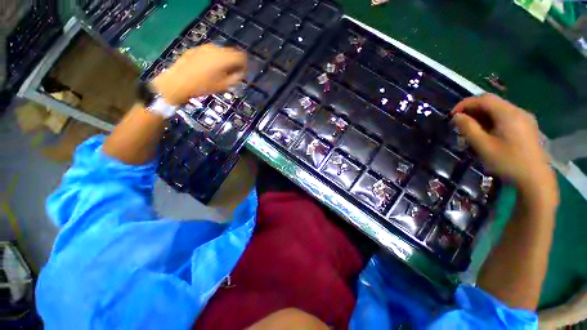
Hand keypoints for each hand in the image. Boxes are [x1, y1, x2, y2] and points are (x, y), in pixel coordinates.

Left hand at [152, 44, 246, 104]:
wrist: (177, 83)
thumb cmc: (202, 87)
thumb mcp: (223, 86)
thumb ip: (236, 78)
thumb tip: (241, 74)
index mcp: (223, 58)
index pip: (241, 57)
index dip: (245, 65)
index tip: (244, 74)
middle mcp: (215, 49)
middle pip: (231, 53)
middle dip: (235, 63)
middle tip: (234, 75)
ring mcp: (204, 48)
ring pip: (221, 53)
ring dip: (225, 62)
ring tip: (221, 74)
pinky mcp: (196, 50)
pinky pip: (211, 53)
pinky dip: (215, 60)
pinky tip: (210, 70)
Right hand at [451, 94, 557, 205]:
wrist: (536, 180)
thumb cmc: (508, 162)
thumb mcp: (483, 146)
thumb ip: (468, 128)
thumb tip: (456, 116)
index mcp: (508, 114)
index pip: (483, 99)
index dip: (465, 104)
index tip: (452, 115)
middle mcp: (518, 111)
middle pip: (492, 102)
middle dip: (472, 110)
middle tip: (459, 124)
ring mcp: (525, 119)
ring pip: (498, 110)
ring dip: (482, 116)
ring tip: (471, 130)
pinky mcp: (527, 127)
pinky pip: (506, 117)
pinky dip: (492, 121)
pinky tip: (487, 133)